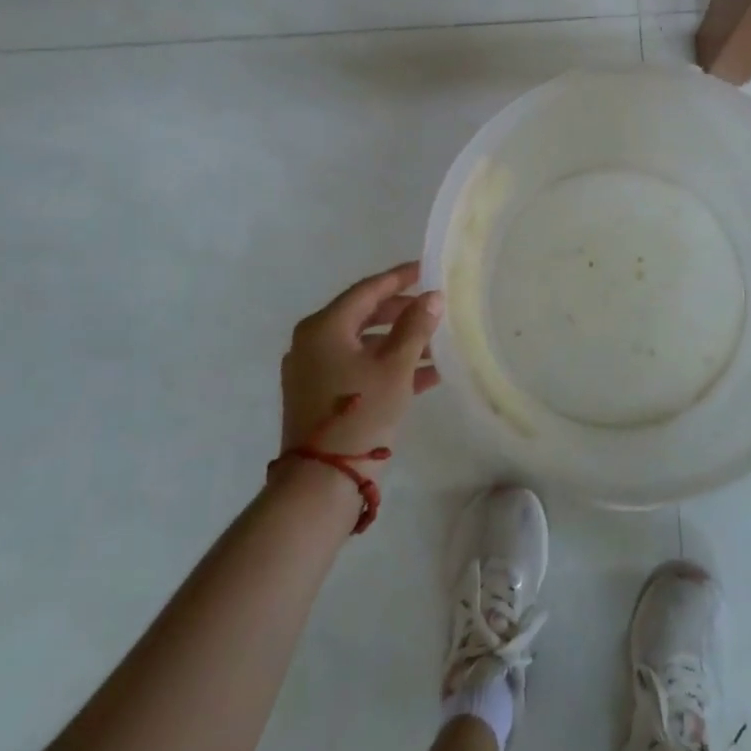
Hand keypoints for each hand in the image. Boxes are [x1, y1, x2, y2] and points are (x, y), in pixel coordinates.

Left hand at [280, 262, 441, 459]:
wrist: (323, 481)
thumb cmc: (360, 412)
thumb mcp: (395, 366)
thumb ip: (416, 326)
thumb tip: (432, 297)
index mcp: (325, 326)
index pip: (368, 290)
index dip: (400, 278)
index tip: (426, 269)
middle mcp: (312, 342)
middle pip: (365, 315)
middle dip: (403, 313)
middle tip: (434, 309)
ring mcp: (312, 371)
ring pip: (364, 344)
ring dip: (400, 343)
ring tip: (438, 345)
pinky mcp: (318, 396)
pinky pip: (358, 368)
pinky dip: (387, 366)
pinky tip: (425, 375)